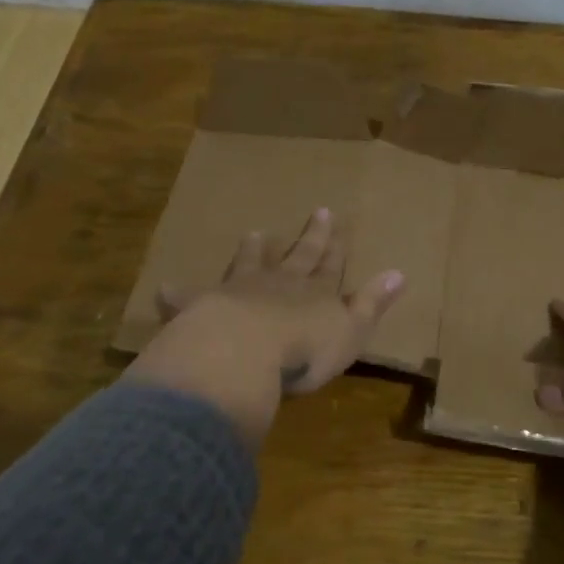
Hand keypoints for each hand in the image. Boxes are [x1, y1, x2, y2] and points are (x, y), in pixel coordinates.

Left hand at [154, 208, 403, 393]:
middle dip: (309, 237)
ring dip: (252, 252)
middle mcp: (278, 285)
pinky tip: (163, 289)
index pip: (330, 265)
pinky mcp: (203, 310)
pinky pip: (188, 300)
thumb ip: (372, 302)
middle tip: (316, 211)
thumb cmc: (305, 348)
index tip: (338, 220)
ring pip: (248, 265)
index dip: (336, 246)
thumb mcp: (350, 329)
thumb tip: (400, 273)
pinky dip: (178, 296)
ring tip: (254, 233)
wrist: (245, 352)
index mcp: (313, 293)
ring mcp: (239, 293)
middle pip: (296, 257)